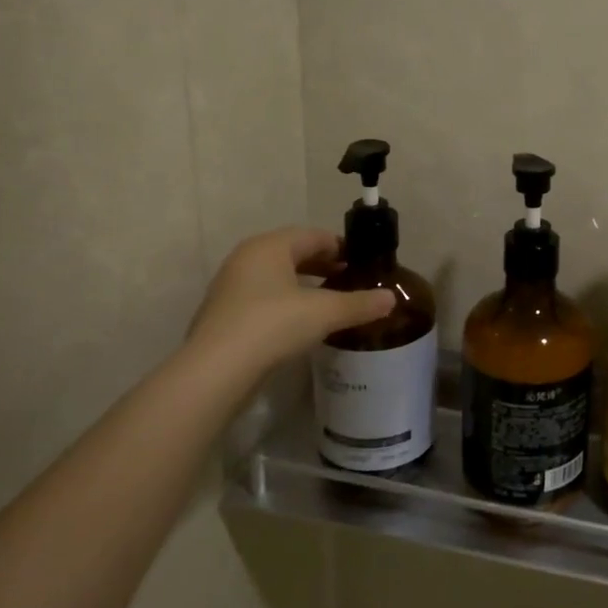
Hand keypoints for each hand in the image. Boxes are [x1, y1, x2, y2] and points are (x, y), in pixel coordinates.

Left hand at [187, 228, 394, 373]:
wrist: (216, 371)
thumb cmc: (272, 325)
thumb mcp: (324, 313)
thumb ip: (359, 304)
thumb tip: (391, 298)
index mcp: (269, 246)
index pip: (313, 236)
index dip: (341, 247)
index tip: (363, 263)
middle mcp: (246, 259)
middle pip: (293, 254)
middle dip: (324, 266)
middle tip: (351, 281)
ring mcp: (231, 287)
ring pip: (277, 277)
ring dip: (304, 285)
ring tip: (330, 303)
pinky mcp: (224, 315)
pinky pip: (263, 299)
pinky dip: (286, 304)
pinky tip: (301, 324)